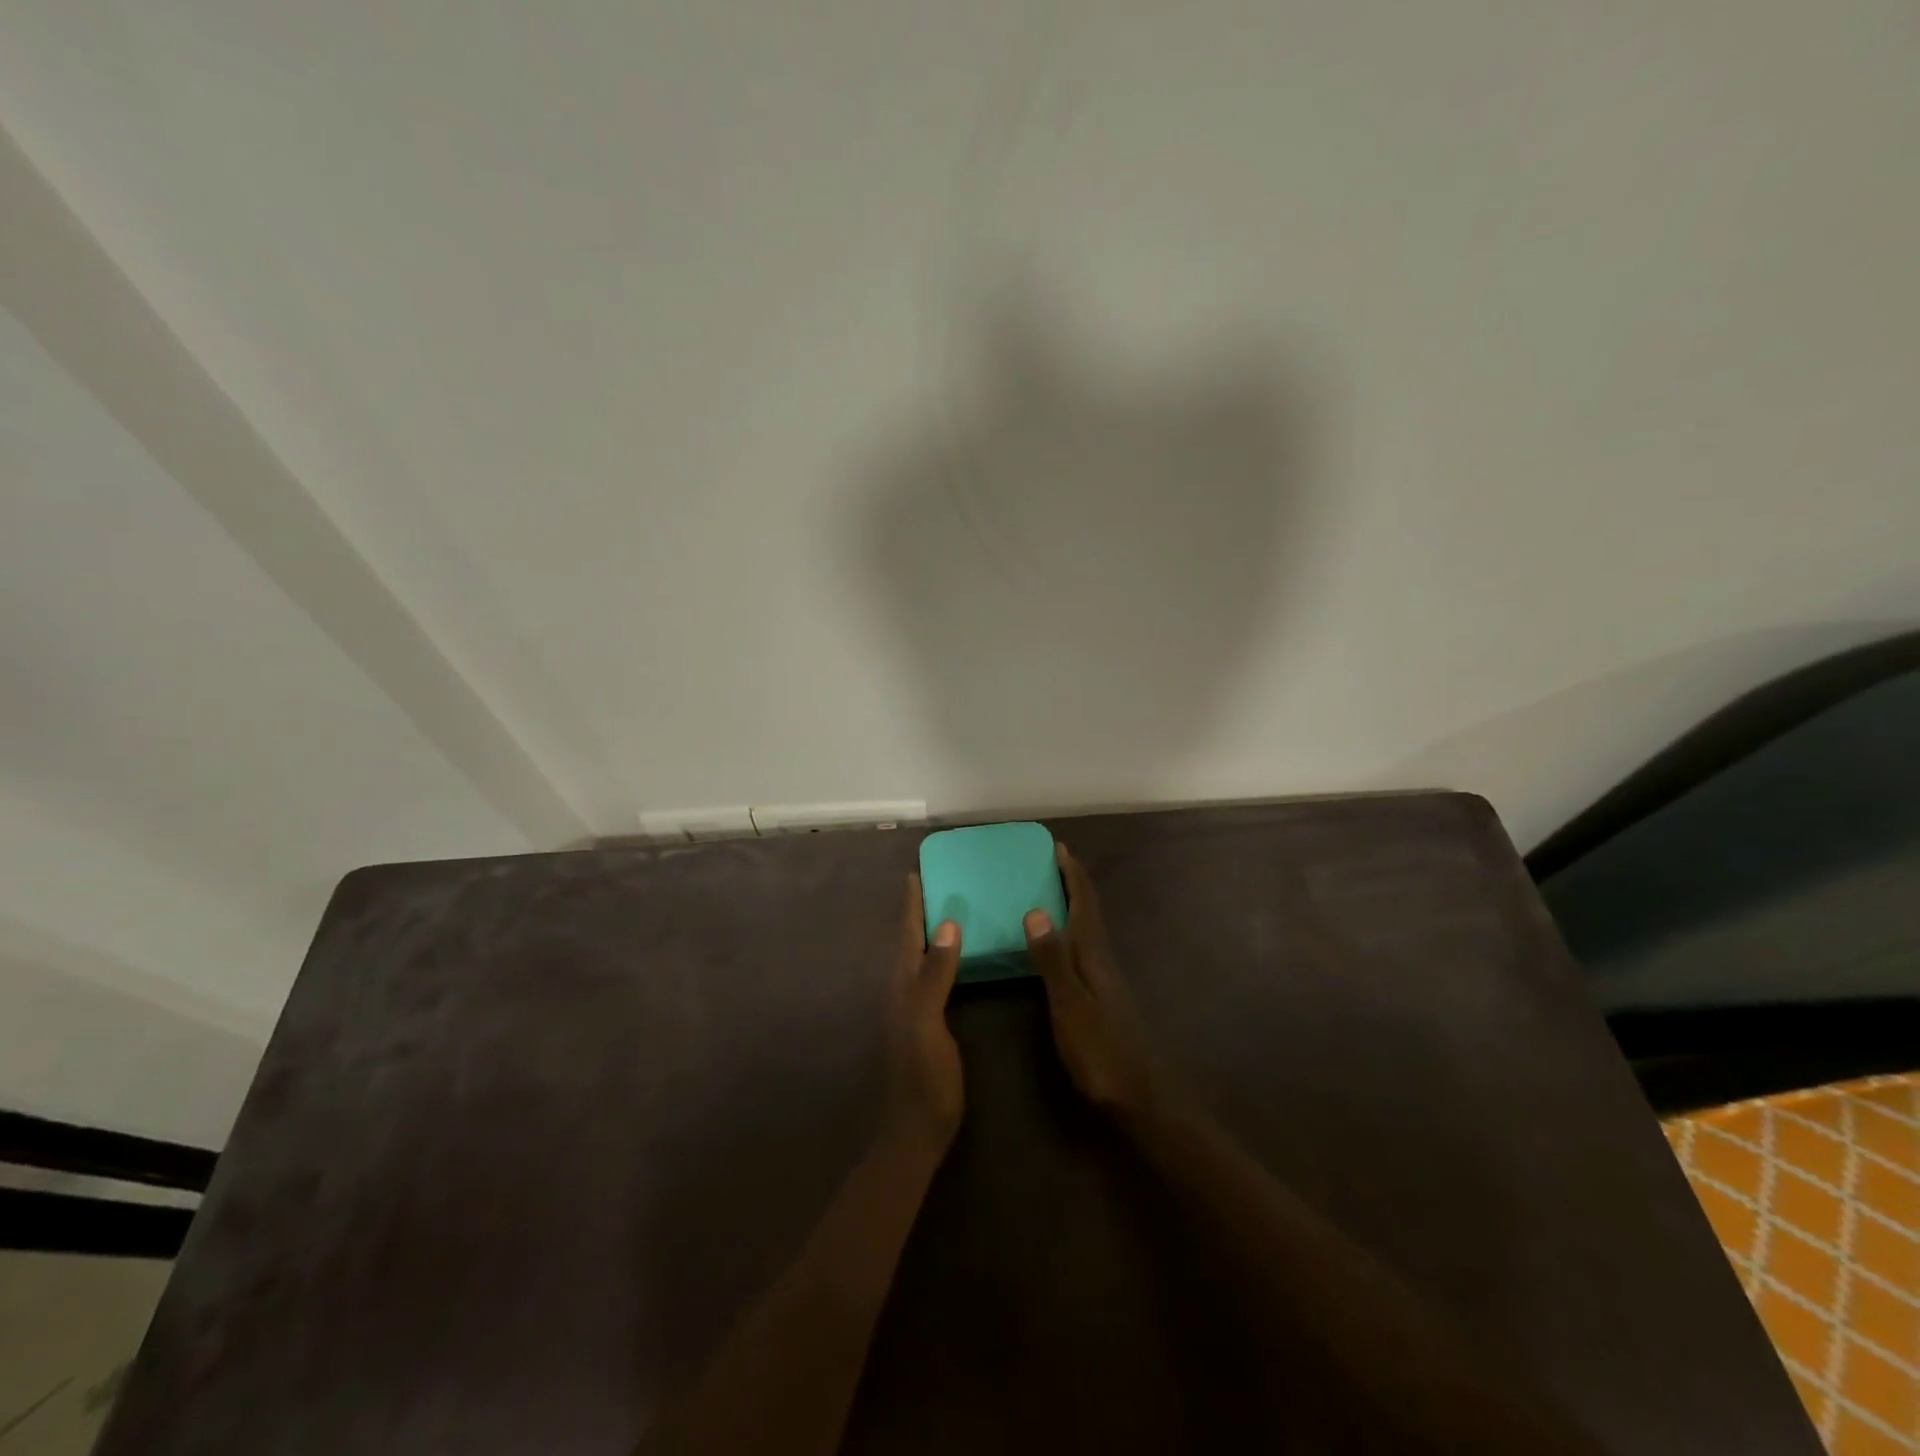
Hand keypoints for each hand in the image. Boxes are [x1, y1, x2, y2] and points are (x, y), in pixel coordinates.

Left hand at [884, 876, 964, 1150]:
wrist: (917, 1128)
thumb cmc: (924, 1076)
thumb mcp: (928, 1022)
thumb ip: (934, 975)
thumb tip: (946, 925)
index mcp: (901, 985)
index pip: (906, 935)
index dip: (911, 905)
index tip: (916, 873)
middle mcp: (902, 990)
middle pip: (909, 941)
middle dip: (918, 911)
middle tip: (936, 882)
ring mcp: (912, 1007)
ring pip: (918, 957)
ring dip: (927, 931)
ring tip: (946, 908)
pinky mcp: (926, 1021)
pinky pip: (931, 975)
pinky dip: (940, 956)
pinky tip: (956, 956)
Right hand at [1024, 844, 1168, 1127]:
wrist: (1139, 1095)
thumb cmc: (1100, 1050)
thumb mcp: (1069, 1005)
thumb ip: (1052, 960)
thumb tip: (1035, 910)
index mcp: (1094, 955)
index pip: (1085, 903)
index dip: (1073, 874)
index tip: (1059, 847)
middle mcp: (1102, 959)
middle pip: (1090, 910)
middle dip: (1074, 882)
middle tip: (1052, 862)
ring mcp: (1105, 978)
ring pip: (1089, 928)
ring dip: (1074, 904)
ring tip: (1051, 891)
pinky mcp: (1102, 995)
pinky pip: (1084, 947)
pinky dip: (1071, 930)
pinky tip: (1060, 943)